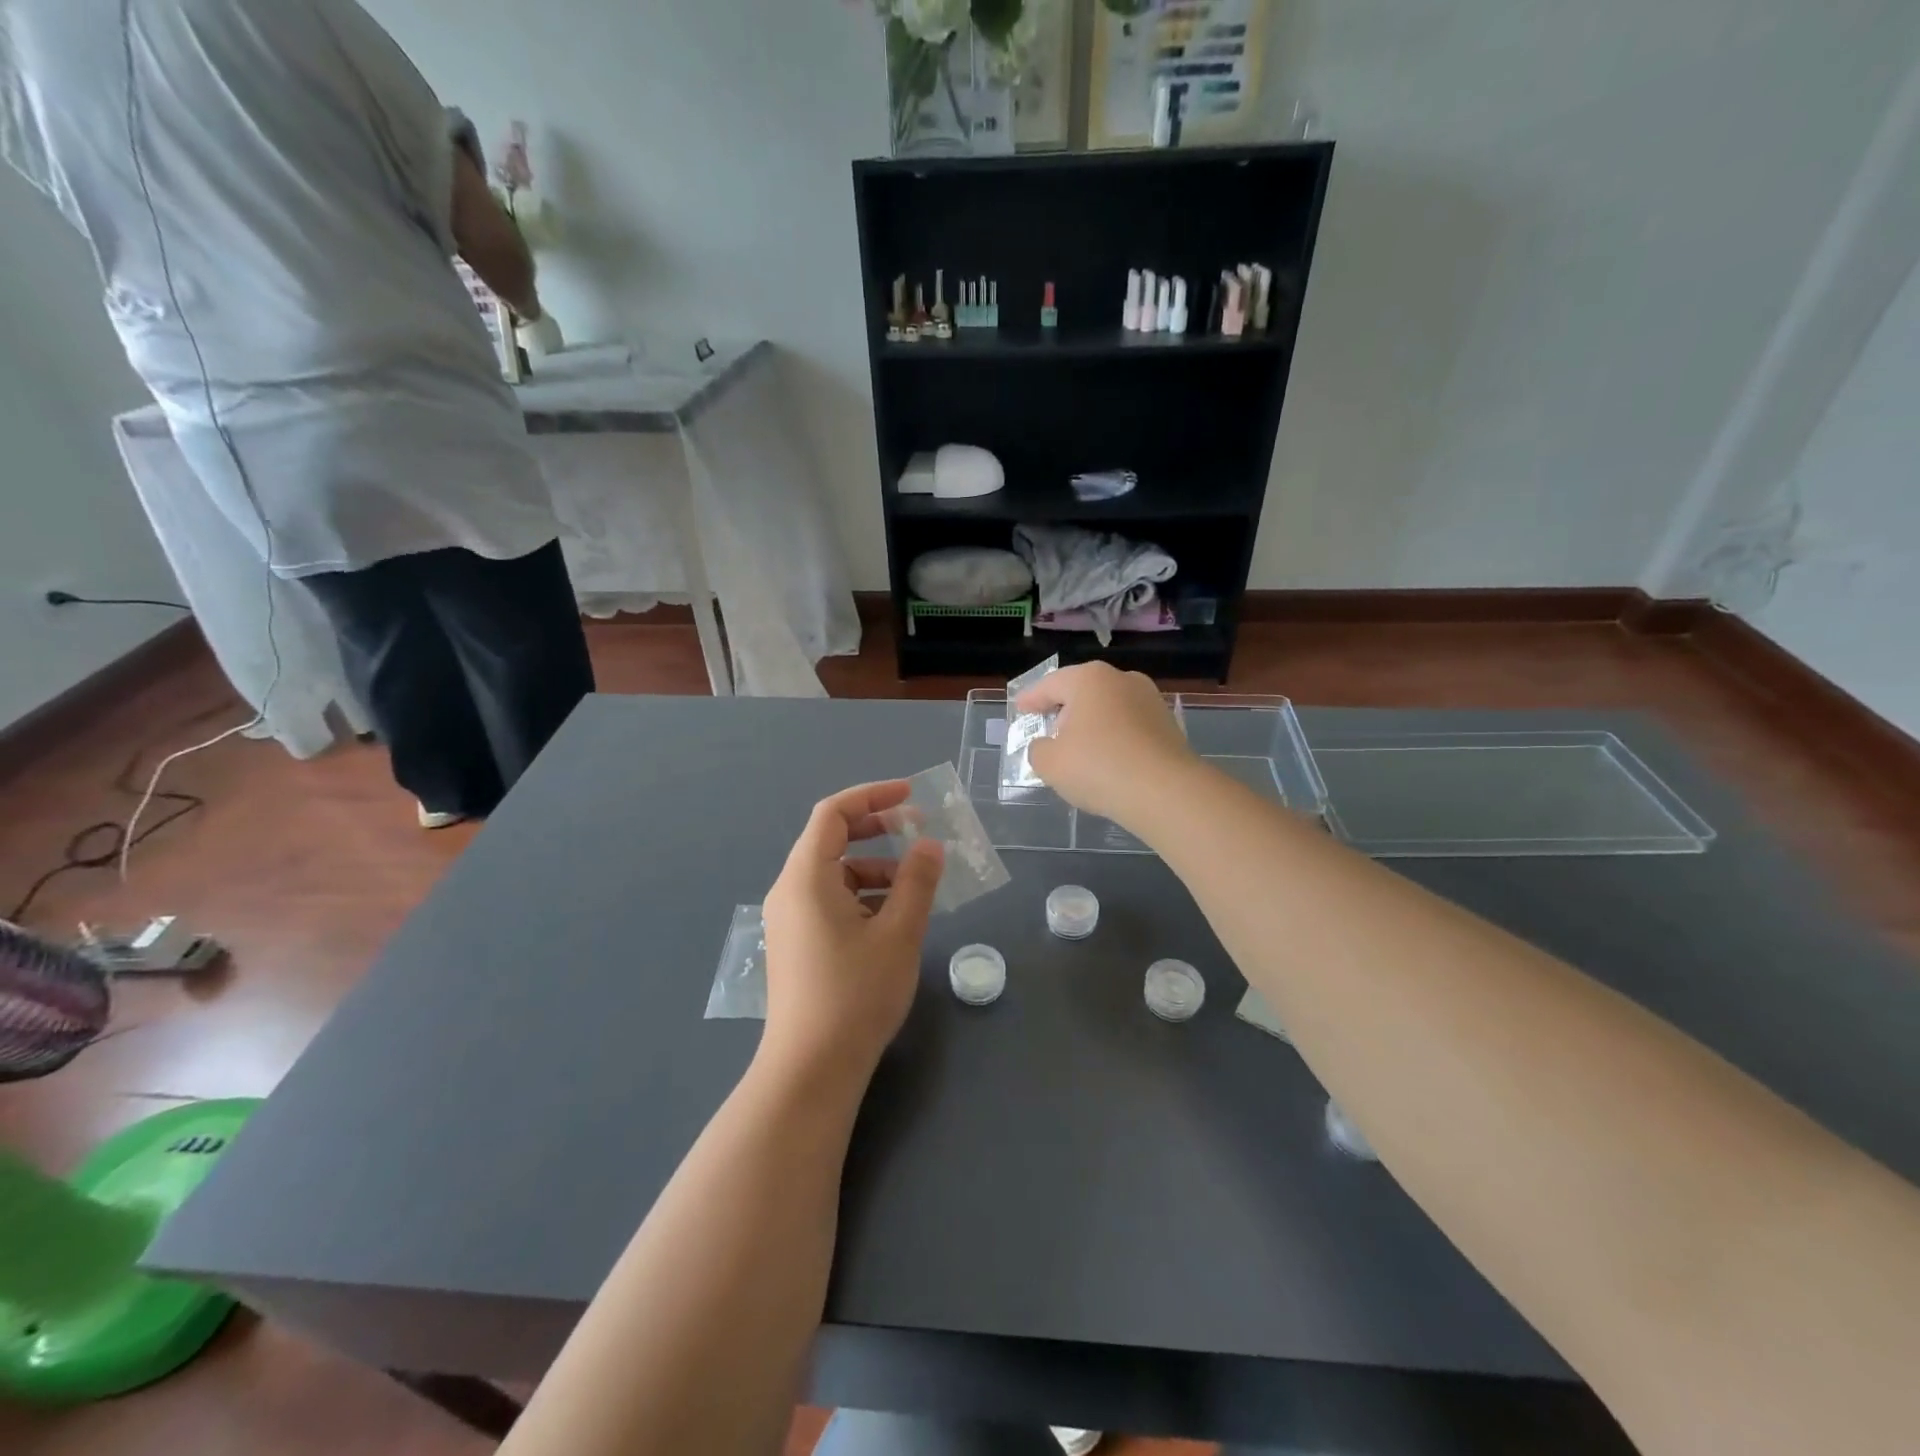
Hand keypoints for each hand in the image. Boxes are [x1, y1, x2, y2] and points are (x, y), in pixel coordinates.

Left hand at [760, 781, 943, 1076]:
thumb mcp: (898, 933)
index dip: (872, 796)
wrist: (811, 1069)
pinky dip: (862, 896)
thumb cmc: (856, 994)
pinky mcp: (797, 944)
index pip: (833, 813)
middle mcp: (790, 890)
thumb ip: (917, 882)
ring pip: (834, 874)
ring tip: (915, 885)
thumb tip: (930, 845)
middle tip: (918, 832)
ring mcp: (790, 919)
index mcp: (806, 877)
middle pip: (831, 840)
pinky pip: (830, 901)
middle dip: (876, 830)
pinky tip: (893, 917)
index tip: (912, 796)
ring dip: (875, 868)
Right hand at [1019, 663, 1198, 829]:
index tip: (1020, 708)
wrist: (1165, 792)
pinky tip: (1107, 760)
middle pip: (1083, 691)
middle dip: (1064, 709)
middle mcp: (1122, 680)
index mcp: (1089, 679)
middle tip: (1048, 728)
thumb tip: (1047, 746)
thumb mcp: (1050, 763)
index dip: (1031, 698)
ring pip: (1109, 708)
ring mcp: (1150, 700)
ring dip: (1092, 724)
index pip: (1050, 685)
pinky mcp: (1168, 725)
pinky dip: (1114, 738)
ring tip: (1079, 749)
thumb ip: (1038, 750)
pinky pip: (1129, 726)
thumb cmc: (1098, 767)